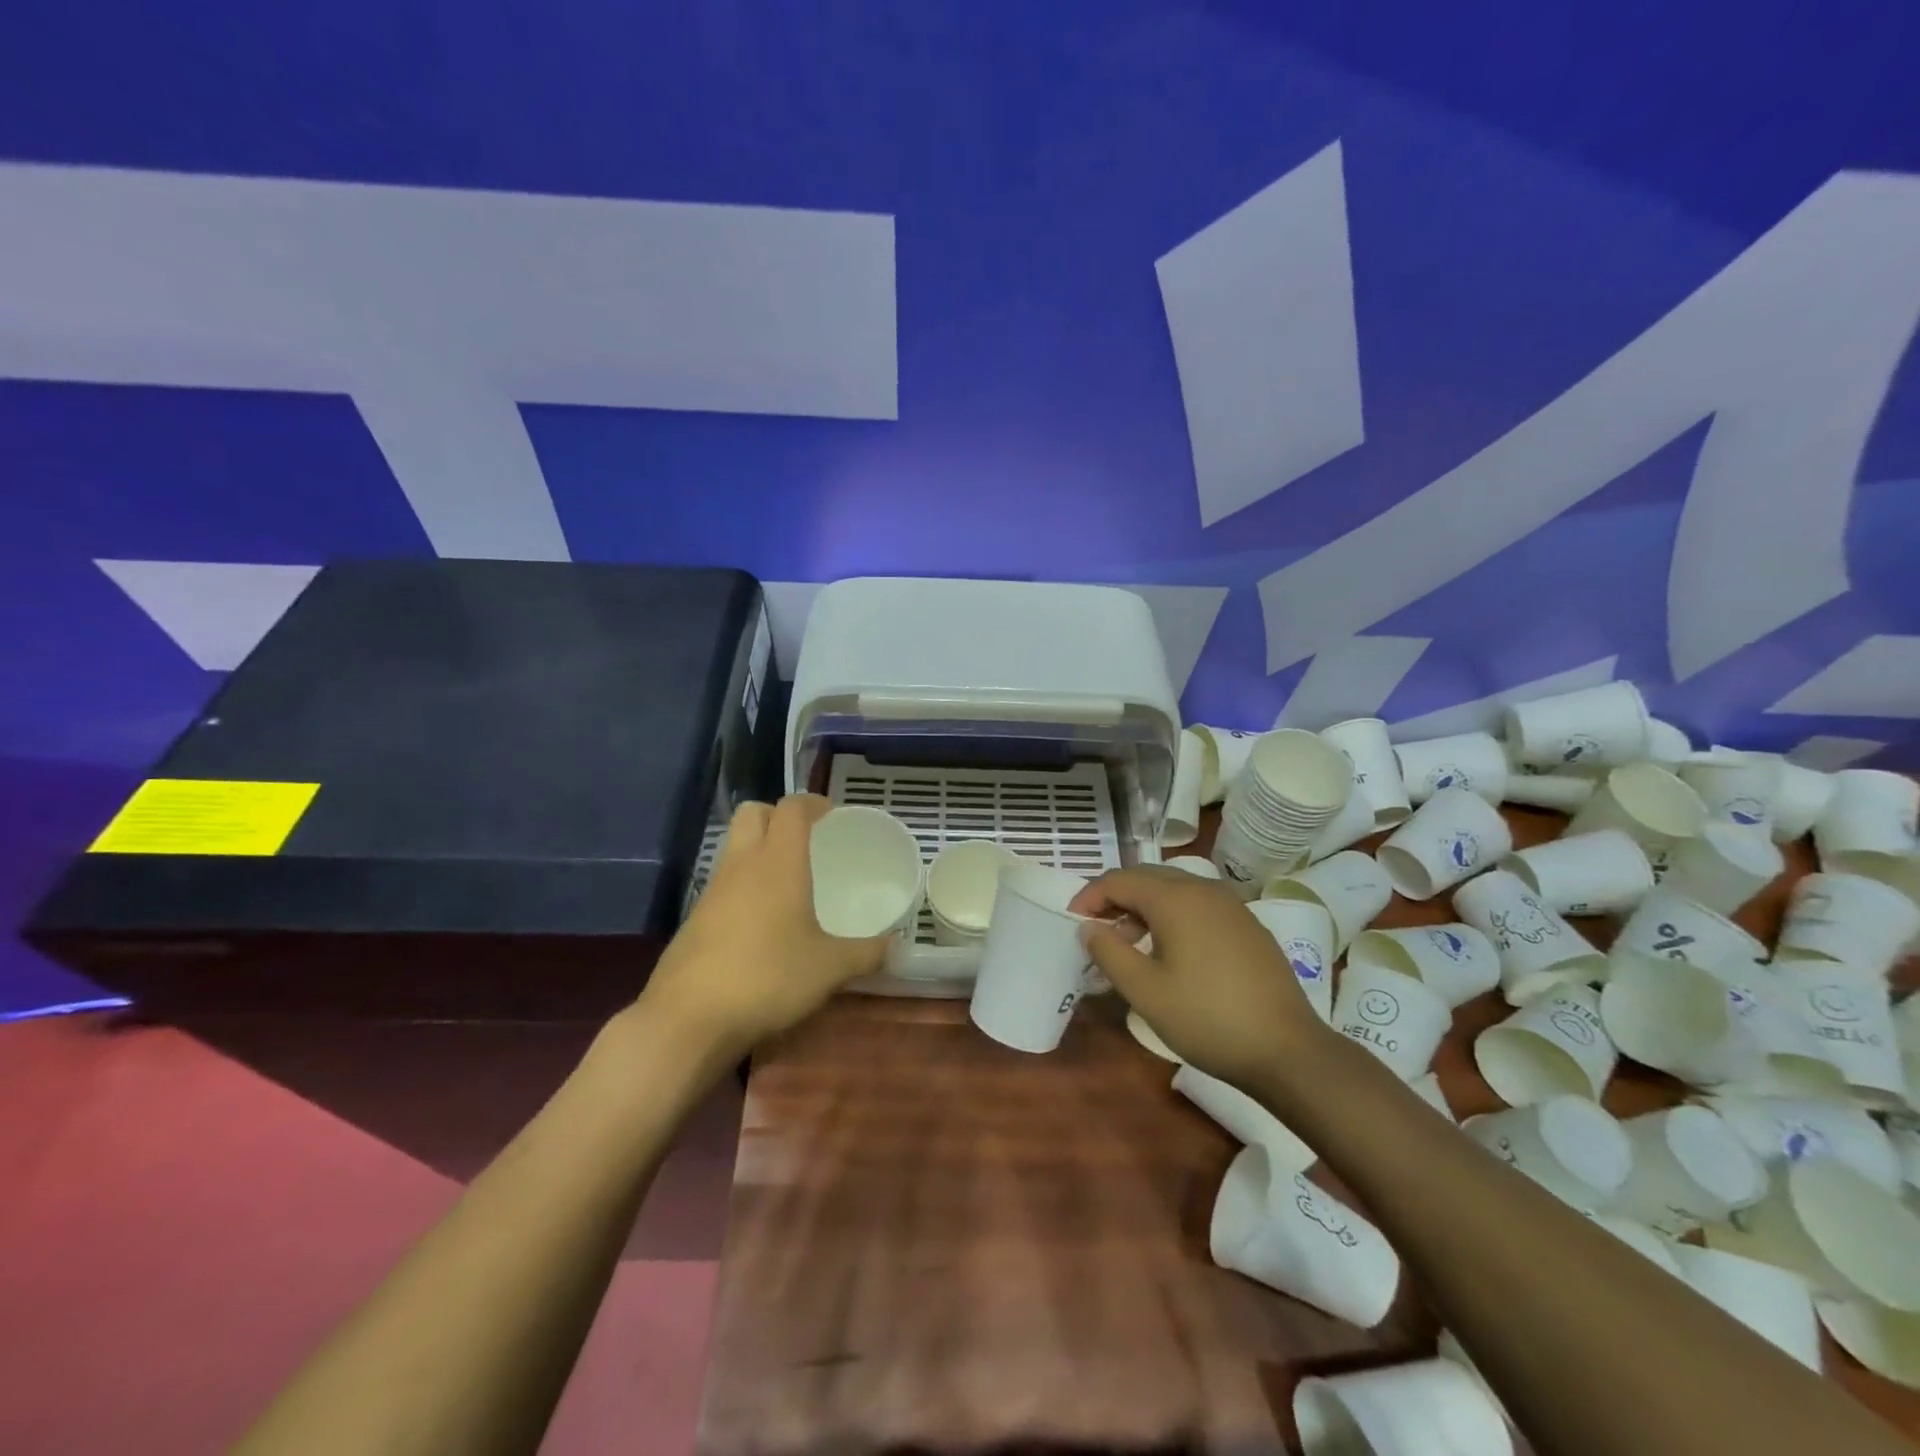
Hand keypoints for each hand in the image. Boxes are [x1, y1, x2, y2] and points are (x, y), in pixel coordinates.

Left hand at [635, 795, 891, 1061]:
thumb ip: (867, 953)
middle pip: (752, 813)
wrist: (688, 1019)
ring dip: (758, 850)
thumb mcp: (829, 969)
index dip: (812, 803)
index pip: (791, 808)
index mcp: (778, 862)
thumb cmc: (767, 977)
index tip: (831, 815)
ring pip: (734, 847)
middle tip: (805, 840)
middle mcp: (742, 865)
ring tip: (788, 882)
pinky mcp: (695, 919)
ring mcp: (712, 891)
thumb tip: (897, 946)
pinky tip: (761, 922)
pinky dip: (743, 886)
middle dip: (778, 816)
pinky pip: (723, 883)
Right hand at [1069, 865, 1327, 1088]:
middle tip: (1096, 929)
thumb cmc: (1207, 1018)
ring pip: (1174, 889)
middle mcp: (1203, 889)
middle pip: (1147, 877)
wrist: (1287, 1050)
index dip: (1090, 896)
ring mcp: (1230, 905)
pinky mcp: (1247, 925)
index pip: (1119, 879)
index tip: (1072, 921)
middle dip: (1116, 897)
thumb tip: (1089, 927)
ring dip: (1144, 907)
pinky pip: (1198, 905)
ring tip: (1129, 943)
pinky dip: (1172, 915)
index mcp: (1175, 898)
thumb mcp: (1145, 991)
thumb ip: (1109, 952)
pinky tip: (1171, 951)